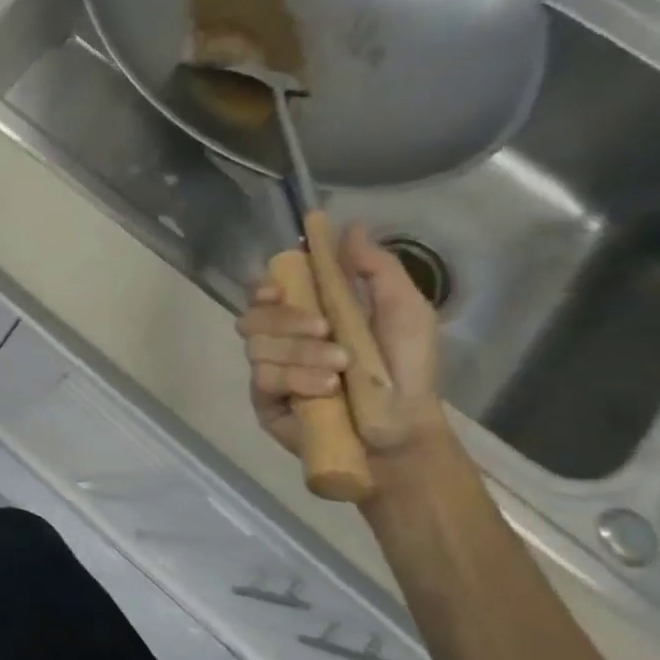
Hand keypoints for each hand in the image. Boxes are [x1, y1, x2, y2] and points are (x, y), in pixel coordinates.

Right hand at [235, 223, 446, 461]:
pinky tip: (324, 388)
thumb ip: (378, 269)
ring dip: (299, 352)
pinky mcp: (264, 400)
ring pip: (256, 346)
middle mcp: (282, 339)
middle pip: (252, 315)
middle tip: (325, 329)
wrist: (404, 433)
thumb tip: (350, 226)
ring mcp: (270, 369)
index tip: (278, 288)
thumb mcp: (405, 313)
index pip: (265, 291)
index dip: (262, 286)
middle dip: (286, 319)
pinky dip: (294, 378)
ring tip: (338, 368)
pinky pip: (261, 378)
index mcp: (308, 314)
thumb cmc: (407, 371)